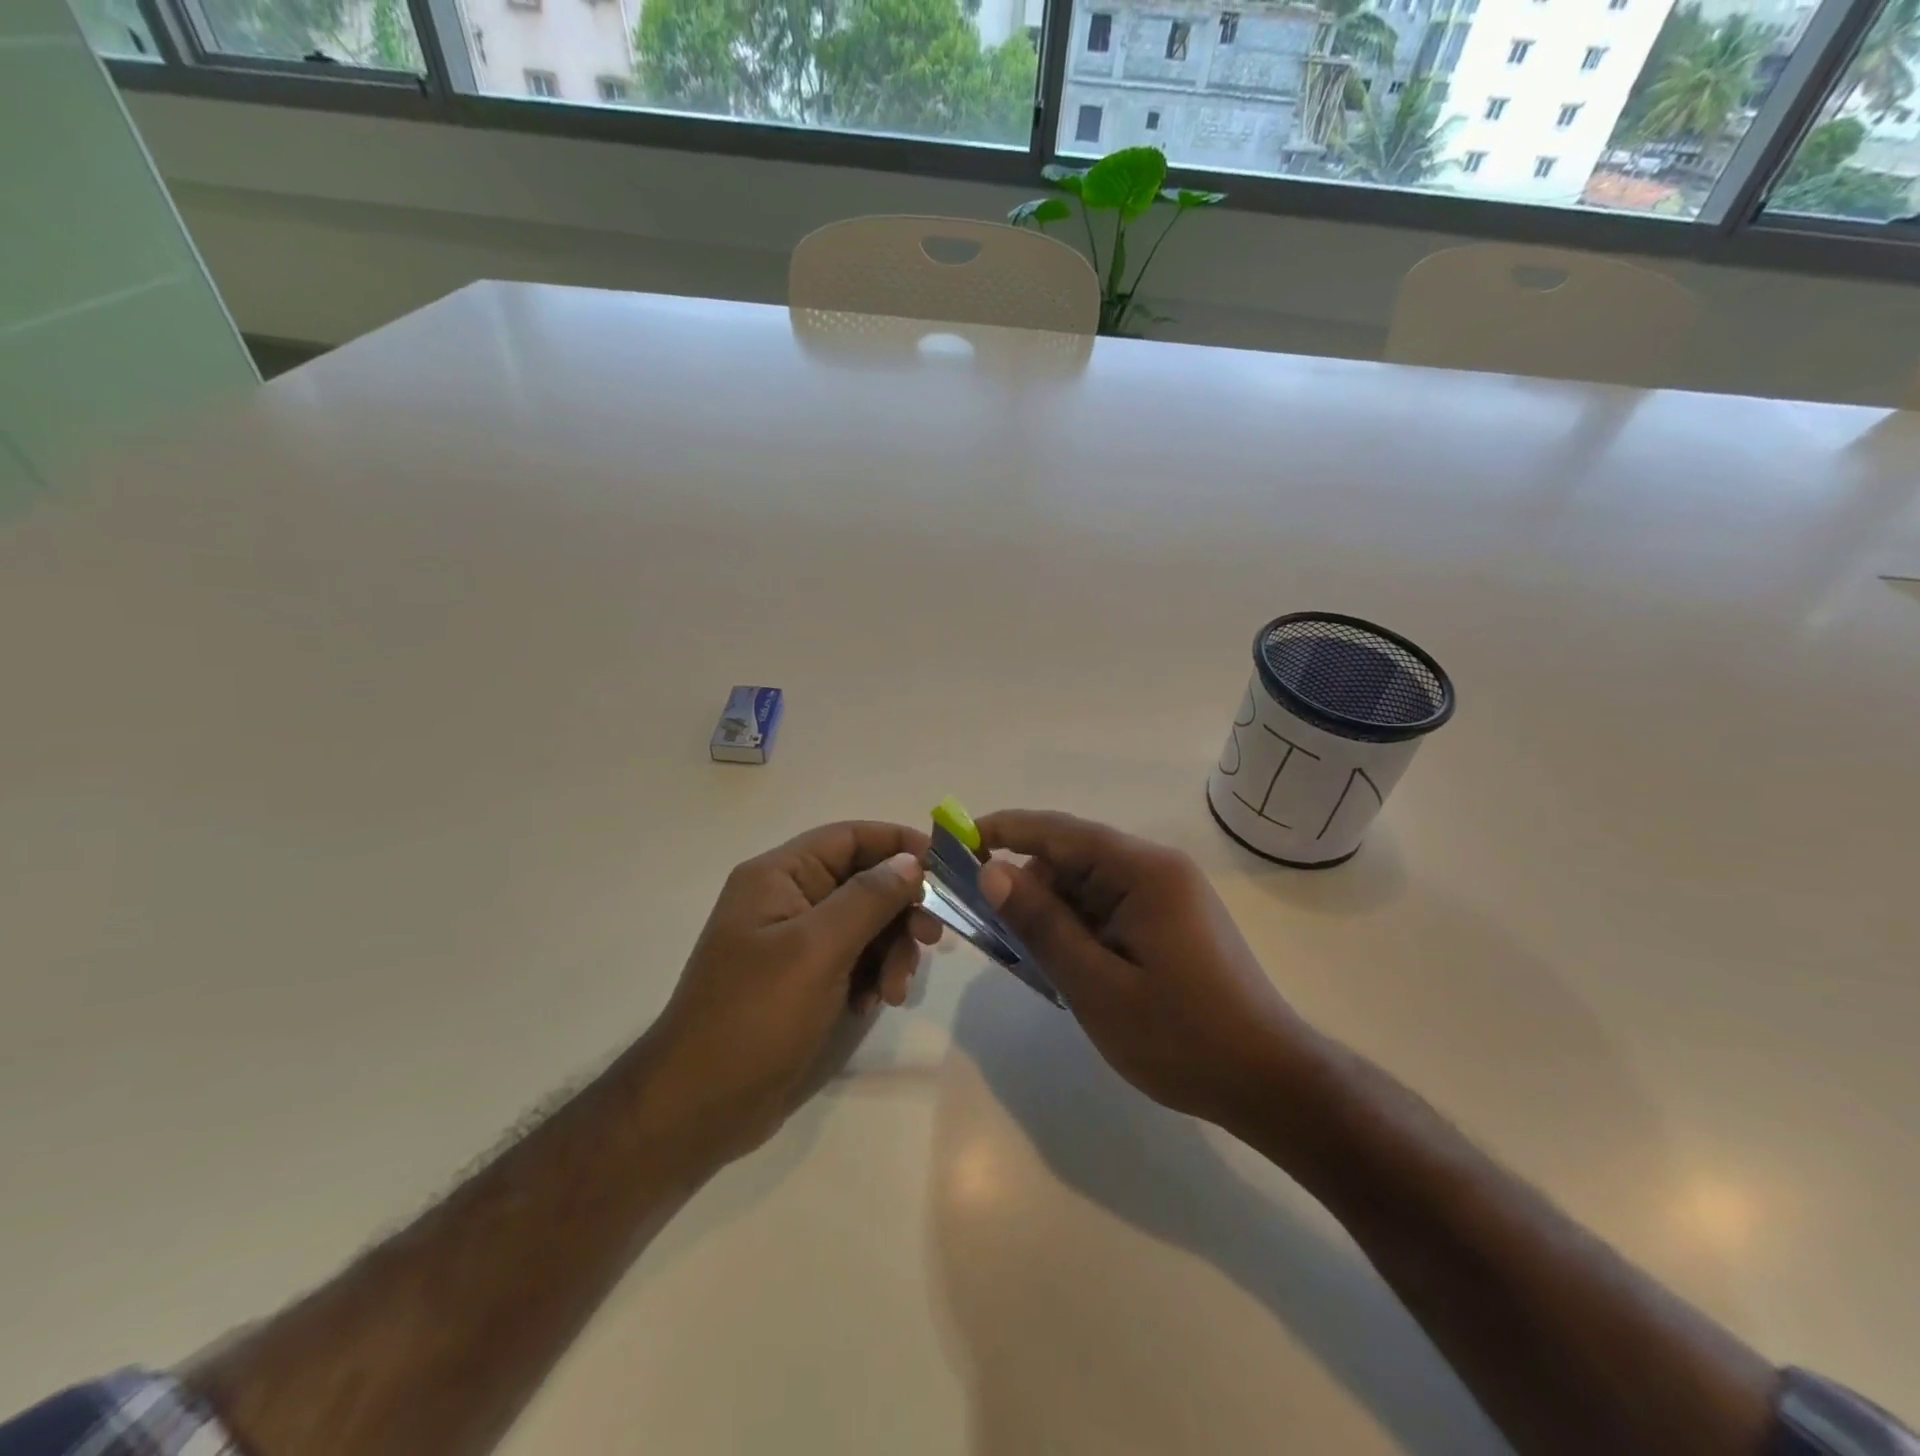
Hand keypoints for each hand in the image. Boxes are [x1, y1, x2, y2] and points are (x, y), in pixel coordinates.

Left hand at [636, 821, 941, 1168]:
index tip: (946, 868)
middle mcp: (788, 899)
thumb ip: (869, 898)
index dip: (899, 844)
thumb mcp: (818, 949)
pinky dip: (874, 975)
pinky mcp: (805, 979)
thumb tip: (910, 861)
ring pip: (866, 923)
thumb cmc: (756, 1014)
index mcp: (779, 876)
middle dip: (901, 908)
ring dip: (892, 950)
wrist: (700, 1105)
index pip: (850, 837)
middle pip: (864, 881)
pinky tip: (874, 1003)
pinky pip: (855, 959)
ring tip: (895, 990)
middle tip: (931, 938)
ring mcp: (796, 942)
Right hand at [976, 810, 1312, 1130]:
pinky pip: (1110, 908)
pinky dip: (1080, 929)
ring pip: (1089, 886)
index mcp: (1144, 871)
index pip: (1061, 831)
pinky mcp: (1172, 920)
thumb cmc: (1181, 1037)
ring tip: (1031, 961)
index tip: (957, 841)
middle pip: (1074, 858)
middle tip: (989, 929)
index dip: (1005, 830)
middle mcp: (1158, 869)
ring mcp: (1168, 894)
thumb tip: (992, 871)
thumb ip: (1042, 924)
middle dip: (1028, 885)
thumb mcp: (1096, 985)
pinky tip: (1068, 967)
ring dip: (1054, 913)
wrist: (1270, 1081)